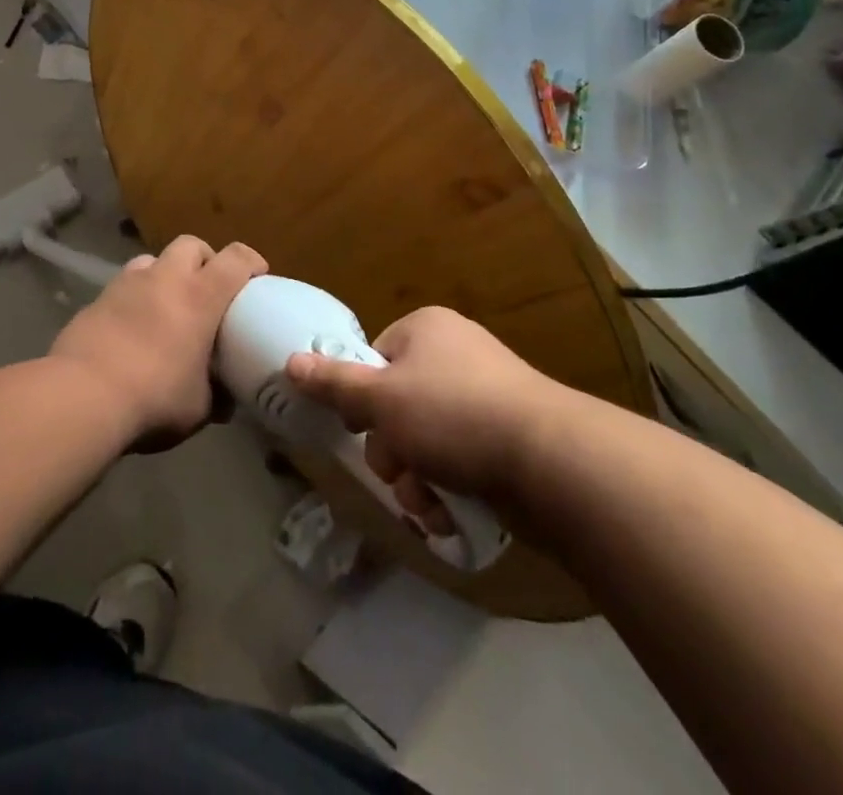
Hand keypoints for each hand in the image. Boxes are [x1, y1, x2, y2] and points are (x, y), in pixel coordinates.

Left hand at [50, 236, 266, 449]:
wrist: (82, 396)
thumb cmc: (154, 398)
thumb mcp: (198, 408)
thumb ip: (216, 396)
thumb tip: (224, 400)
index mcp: (200, 296)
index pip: (236, 258)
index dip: (251, 262)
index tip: (257, 278)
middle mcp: (165, 278)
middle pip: (192, 245)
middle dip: (204, 261)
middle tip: (207, 291)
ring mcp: (126, 284)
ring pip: (153, 261)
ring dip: (165, 276)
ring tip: (166, 308)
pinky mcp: (96, 299)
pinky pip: (124, 286)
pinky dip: (135, 299)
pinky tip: (132, 330)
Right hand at [286, 307, 562, 516]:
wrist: (553, 462)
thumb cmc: (453, 415)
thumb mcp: (382, 399)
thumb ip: (334, 383)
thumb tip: (290, 361)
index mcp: (426, 329)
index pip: (375, 358)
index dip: (363, 397)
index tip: (364, 427)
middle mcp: (456, 354)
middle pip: (398, 403)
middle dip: (391, 449)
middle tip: (397, 470)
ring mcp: (487, 395)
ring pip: (426, 439)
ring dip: (416, 476)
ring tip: (426, 502)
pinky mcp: (509, 437)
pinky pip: (460, 458)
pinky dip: (448, 486)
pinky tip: (448, 513)